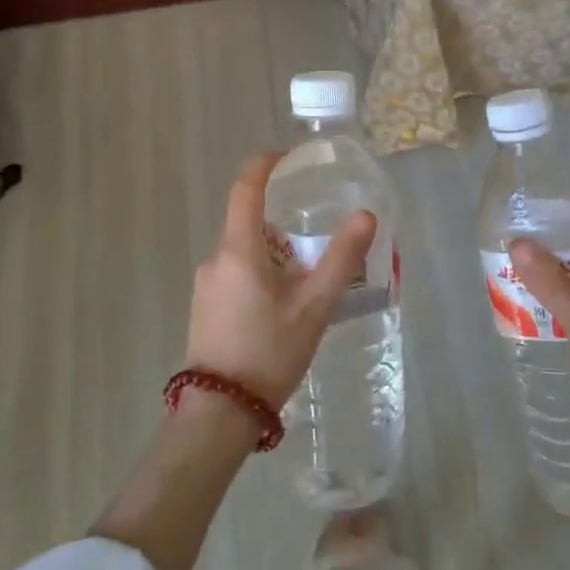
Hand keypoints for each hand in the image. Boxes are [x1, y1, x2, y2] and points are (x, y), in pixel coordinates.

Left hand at [185, 152, 375, 409]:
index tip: (285, 156)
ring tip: (306, 278)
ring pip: (243, 252)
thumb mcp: (314, 306)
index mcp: (239, 250)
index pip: (245, 189)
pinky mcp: (204, 308)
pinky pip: (235, 274)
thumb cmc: (268, 352)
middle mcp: (216, 259)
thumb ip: (341, 259)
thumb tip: (366, 215)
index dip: (263, 165)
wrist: (219, 413)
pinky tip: (282, 306)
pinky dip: (260, 274)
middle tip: (315, 236)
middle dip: (281, 222)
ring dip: (273, 253)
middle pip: (248, 223)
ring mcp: (206, 285)